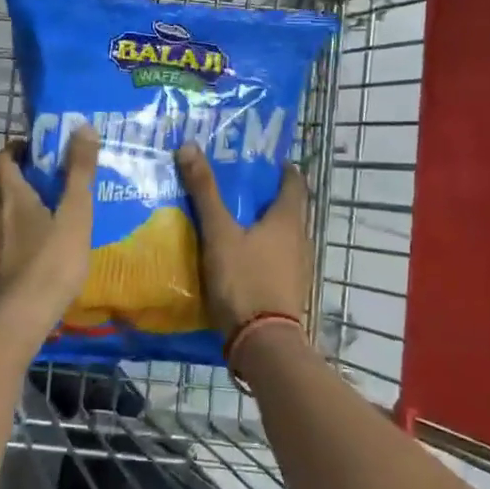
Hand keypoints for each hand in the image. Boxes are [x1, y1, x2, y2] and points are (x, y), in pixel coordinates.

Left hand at [0, 126, 98, 320]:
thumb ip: (80, 172)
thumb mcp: (77, 214)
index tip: (29, 152)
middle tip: (29, 194)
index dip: (13, 152)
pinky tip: (9, 264)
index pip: (2, 160)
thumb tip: (84, 126)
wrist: (18, 318)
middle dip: (4, 187)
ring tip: (20, 230)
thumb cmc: (53, 262)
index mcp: (12, 197)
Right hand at [175, 144, 312, 337]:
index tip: (260, 160)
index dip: (280, 168)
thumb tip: (189, 146)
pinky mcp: (288, 290)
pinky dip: (259, 250)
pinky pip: (274, 259)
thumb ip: (204, 192)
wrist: (262, 342)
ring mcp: (297, 267)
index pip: (294, 182)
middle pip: (287, 209)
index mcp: (289, 219)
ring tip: (230, 219)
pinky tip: (237, 255)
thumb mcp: (219, 234)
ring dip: (261, 225)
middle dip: (264, 196)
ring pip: (280, 236)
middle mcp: (300, 239)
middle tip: (234, 186)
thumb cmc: (244, 280)